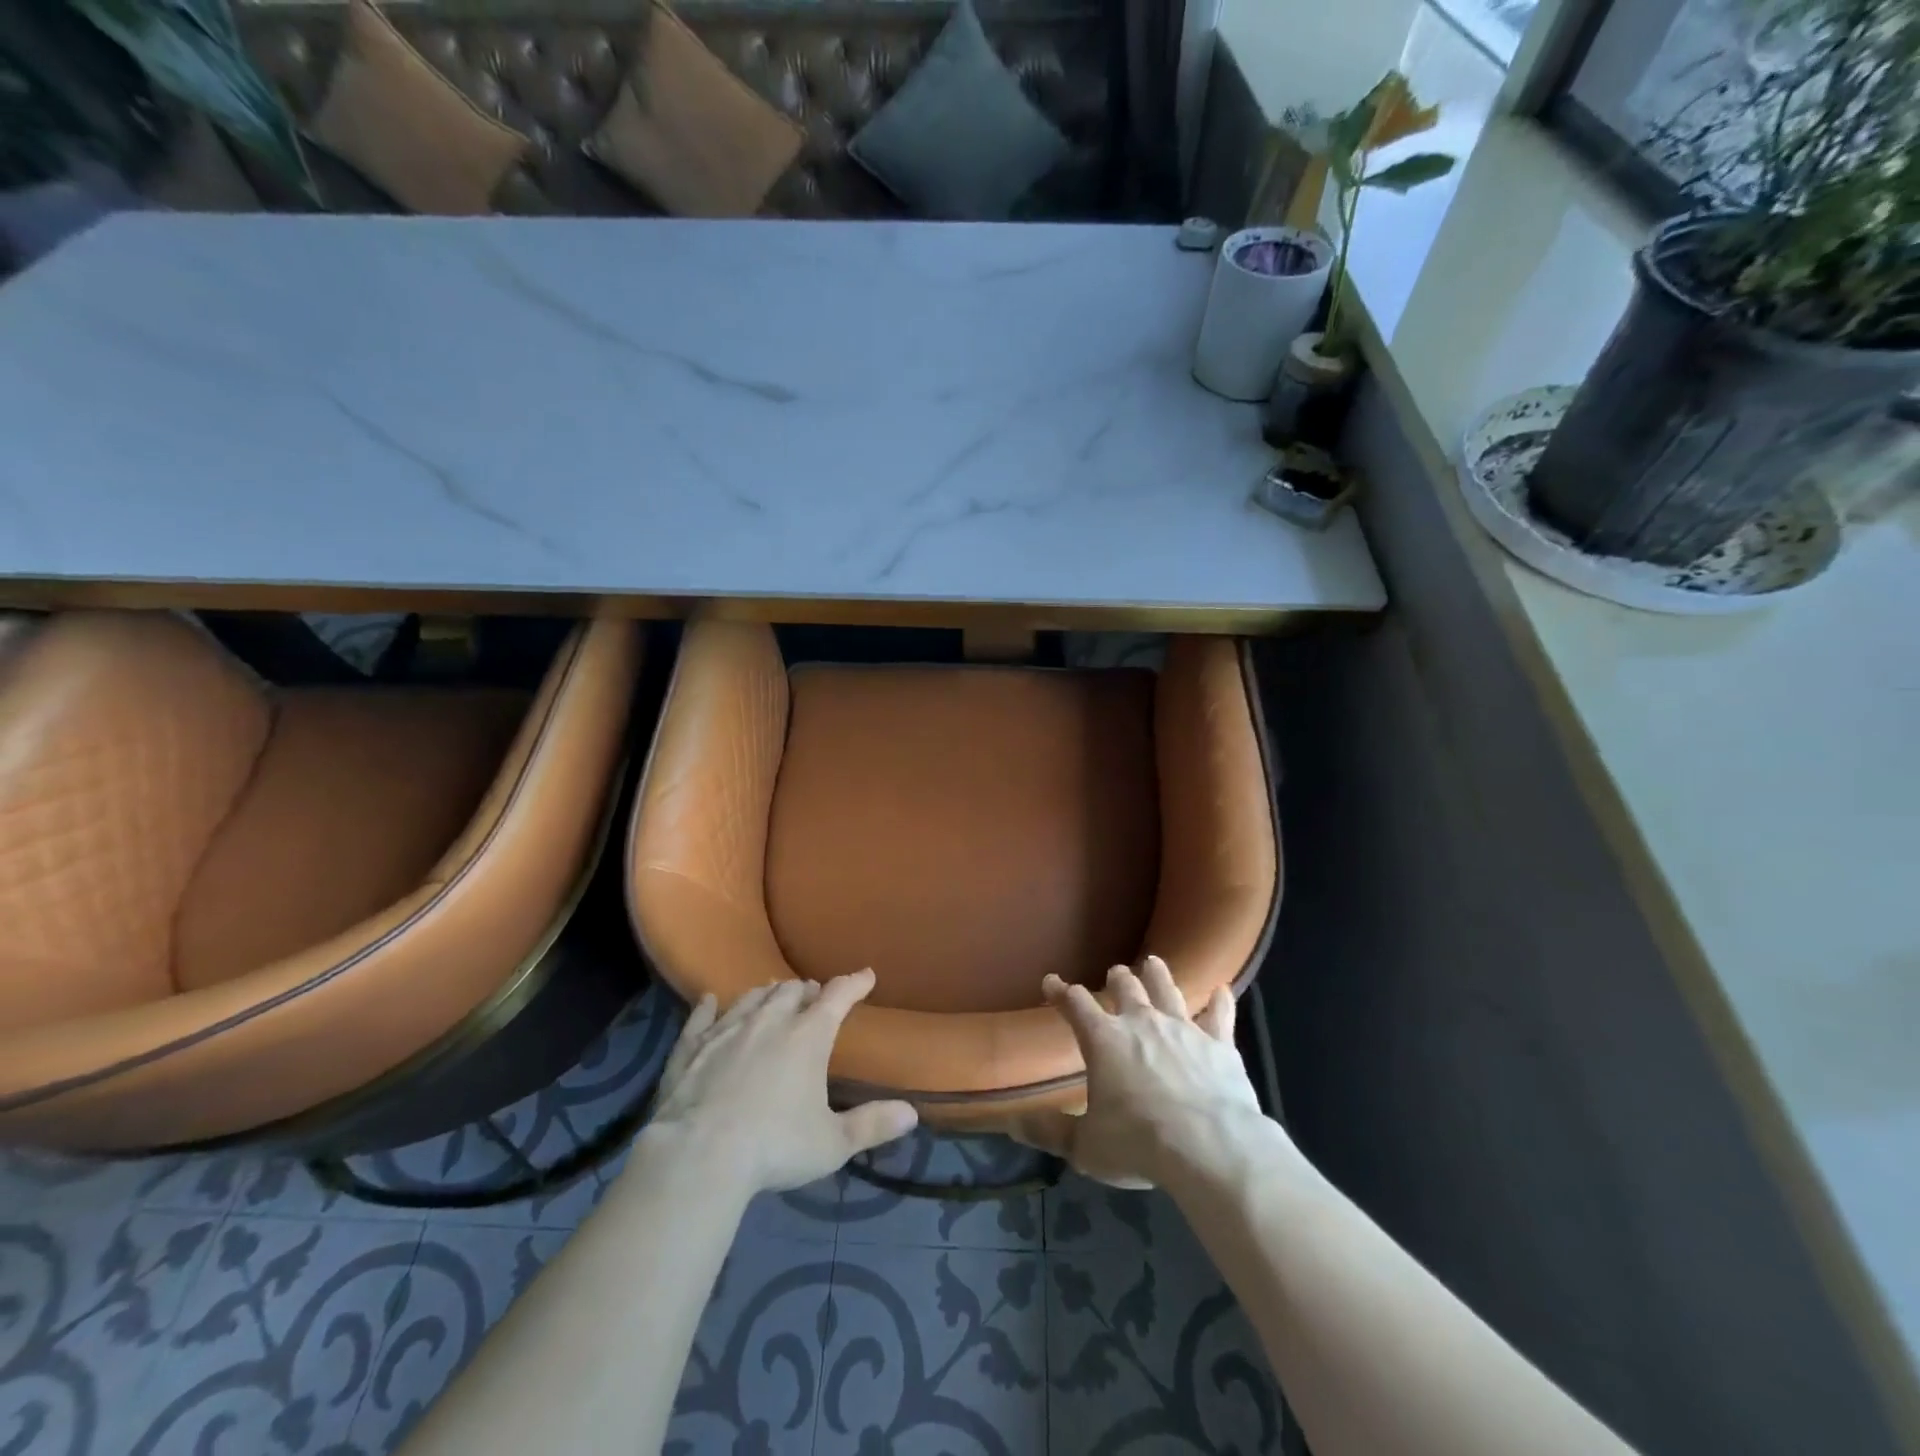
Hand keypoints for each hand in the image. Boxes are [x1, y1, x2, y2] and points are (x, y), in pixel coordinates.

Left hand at [647, 971, 918, 1194]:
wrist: (697, 1158)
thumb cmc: (774, 1147)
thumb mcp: (832, 1143)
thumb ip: (872, 1125)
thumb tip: (912, 1113)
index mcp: (808, 1037)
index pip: (837, 996)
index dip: (854, 983)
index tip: (866, 975)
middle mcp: (769, 1022)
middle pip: (792, 991)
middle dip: (807, 991)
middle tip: (815, 997)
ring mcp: (726, 1031)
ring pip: (751, 998)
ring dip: (767, 994)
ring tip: (773, 995)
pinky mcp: (691, 1049)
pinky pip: (701, 1018)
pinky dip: (707, 1007)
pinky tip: (708, 1000)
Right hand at [1013, 957, 1265, 1188]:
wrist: (1209, 1146)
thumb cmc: (1139, 1143)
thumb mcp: (1086, 1147)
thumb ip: (1051, 1132)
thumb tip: (1013, 1124)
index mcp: (1104, 1040)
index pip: (1075, 1005)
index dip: (1061, 992)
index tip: (1051, 982)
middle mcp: (1141, 1022)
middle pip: (1125, 987)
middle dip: (1116, 979)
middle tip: (1114, 974)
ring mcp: (1182, 1028)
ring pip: (1167, 989)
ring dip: (1158, 975)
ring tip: (1153, 963)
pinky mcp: (1219, 1044)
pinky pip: (1220, 1015)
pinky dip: (1221, 1002)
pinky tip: (1224, 991)